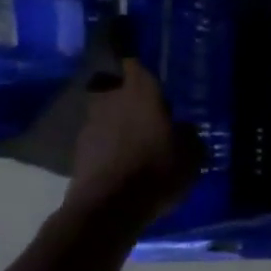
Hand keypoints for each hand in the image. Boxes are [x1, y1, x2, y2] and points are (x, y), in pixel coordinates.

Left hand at [65, 54, 203, 220]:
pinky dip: (108, 145)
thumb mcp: (192, 155)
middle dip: (128, 95)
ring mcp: (90, 125)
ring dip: (116, 121)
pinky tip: (122, 160)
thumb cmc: (157, 169)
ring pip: (105, 113)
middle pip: (115, 87)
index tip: (148, 70)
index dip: (139, 65)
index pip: (134, 62)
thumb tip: (183, 129)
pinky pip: (98, 139)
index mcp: (141, 92)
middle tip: (145, 108)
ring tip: (134, 139)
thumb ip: (189, 135)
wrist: (108, 207)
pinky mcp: (78, 151)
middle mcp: (111, 99)